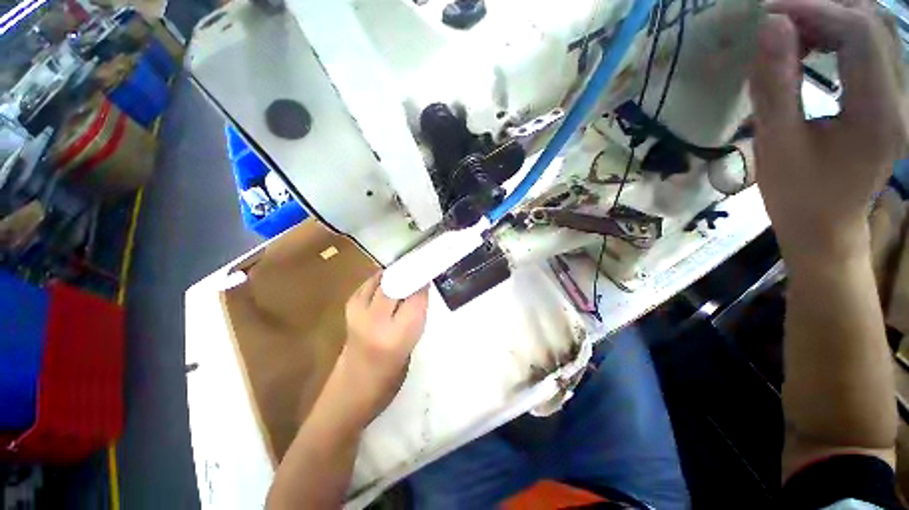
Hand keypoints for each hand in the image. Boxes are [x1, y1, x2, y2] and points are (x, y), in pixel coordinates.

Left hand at [337, 272, 429, 425]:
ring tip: (406, 271)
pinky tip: (389, 281)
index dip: (423, 281)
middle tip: (421, 265)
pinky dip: (381, 279)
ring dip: (395, 274)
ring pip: (381, 279)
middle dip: (409, 272)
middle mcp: (376, 320)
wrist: (353, 386)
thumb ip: (417, 312)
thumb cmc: (391, 372)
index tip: (431, 270)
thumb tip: (420, 284)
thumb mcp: (412, 342)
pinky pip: (369, 283)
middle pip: (396, 284)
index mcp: (398, 335)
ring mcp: (358, 312)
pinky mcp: (349, 307)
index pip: (416, 297)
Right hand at [750, 0, 907, 263]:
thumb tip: (770, 26)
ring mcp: (901, 98)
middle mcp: (901, 99)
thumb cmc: (795, 195)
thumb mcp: (775, 144)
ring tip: (793, 30)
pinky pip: (874, 47)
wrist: (825, 226)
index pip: (859, 34)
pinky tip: (814, 43)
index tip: (769, 11)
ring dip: (833, 17)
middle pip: (874, 24)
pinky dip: (841, 33)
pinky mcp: (892, 99)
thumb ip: (775, 84)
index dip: (815, 9)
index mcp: (877, 115)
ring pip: (877, 30)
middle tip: (779, 18)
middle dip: (824, 7)